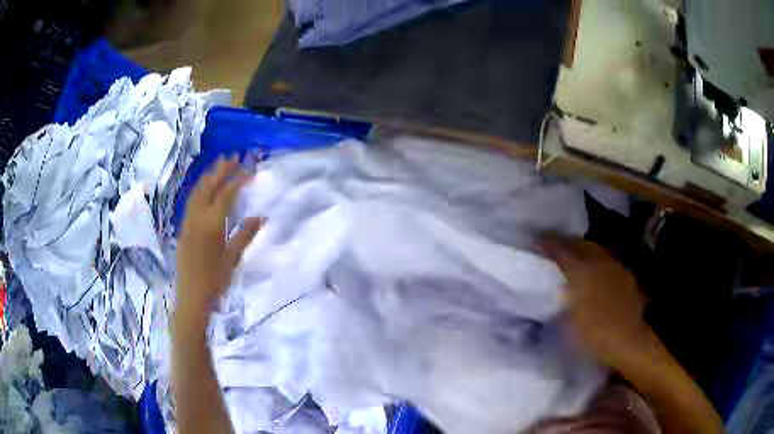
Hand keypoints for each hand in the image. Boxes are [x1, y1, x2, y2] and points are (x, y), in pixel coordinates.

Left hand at [176, 156, 261, 325]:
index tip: (250, 168)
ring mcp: (188, 221)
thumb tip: (261, 217)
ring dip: (208, 176)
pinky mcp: (183, 228)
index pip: (226, 193)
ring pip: (197, 191)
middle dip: (221, 170)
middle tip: (233, 157)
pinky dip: (200, 189)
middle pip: (209, 186)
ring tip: (218, 165)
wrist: (192, 296)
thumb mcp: (233, 258)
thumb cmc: (215, 280)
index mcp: (212, 224)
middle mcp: (198, 217)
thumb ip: (245, 234)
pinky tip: (204, 188)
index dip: (238, 179)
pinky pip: (191, 201)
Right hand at [542, 239, 650, 369]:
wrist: (628, 340)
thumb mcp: (568, 323)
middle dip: (568, 243)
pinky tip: (597, 275)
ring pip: (597, 251)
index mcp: (581, 272)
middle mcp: (599, 263)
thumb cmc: (595, 334)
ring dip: (584, 251)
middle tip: (557, 247)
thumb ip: (562, 305)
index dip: (549, 245)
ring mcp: (615, 268)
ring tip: (576, 259)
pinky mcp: (627, 277)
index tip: (538, 243)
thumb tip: (559, 297)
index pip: (562, 251)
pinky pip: (609, 263)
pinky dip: (599, 264)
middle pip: (581, 244)